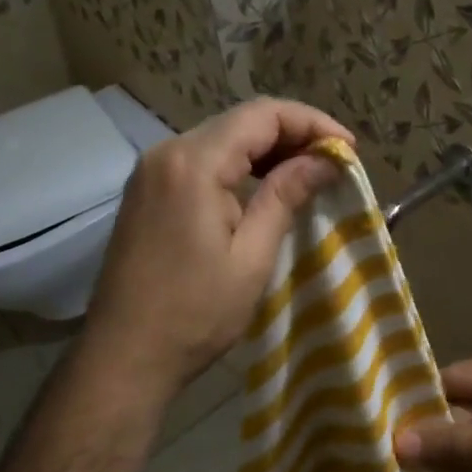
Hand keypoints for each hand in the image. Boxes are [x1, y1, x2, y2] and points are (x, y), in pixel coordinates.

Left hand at [81, 97, 351, 404]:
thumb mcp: (252, 256)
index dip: (311, 123)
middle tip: (334, 163)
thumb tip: (325, 160)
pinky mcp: (147, 192)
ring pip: (221, 139)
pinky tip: (264, 187)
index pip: (262, 115)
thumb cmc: (194, 313)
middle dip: (292, 134)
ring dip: (267, 150)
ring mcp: (151, 172)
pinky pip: (201, 161)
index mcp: (192, 163)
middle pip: (240, 121)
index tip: (348, 150)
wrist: (123, 356)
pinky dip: (238, 166)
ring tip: (309, 174)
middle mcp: (166, 152)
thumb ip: (286, 196)